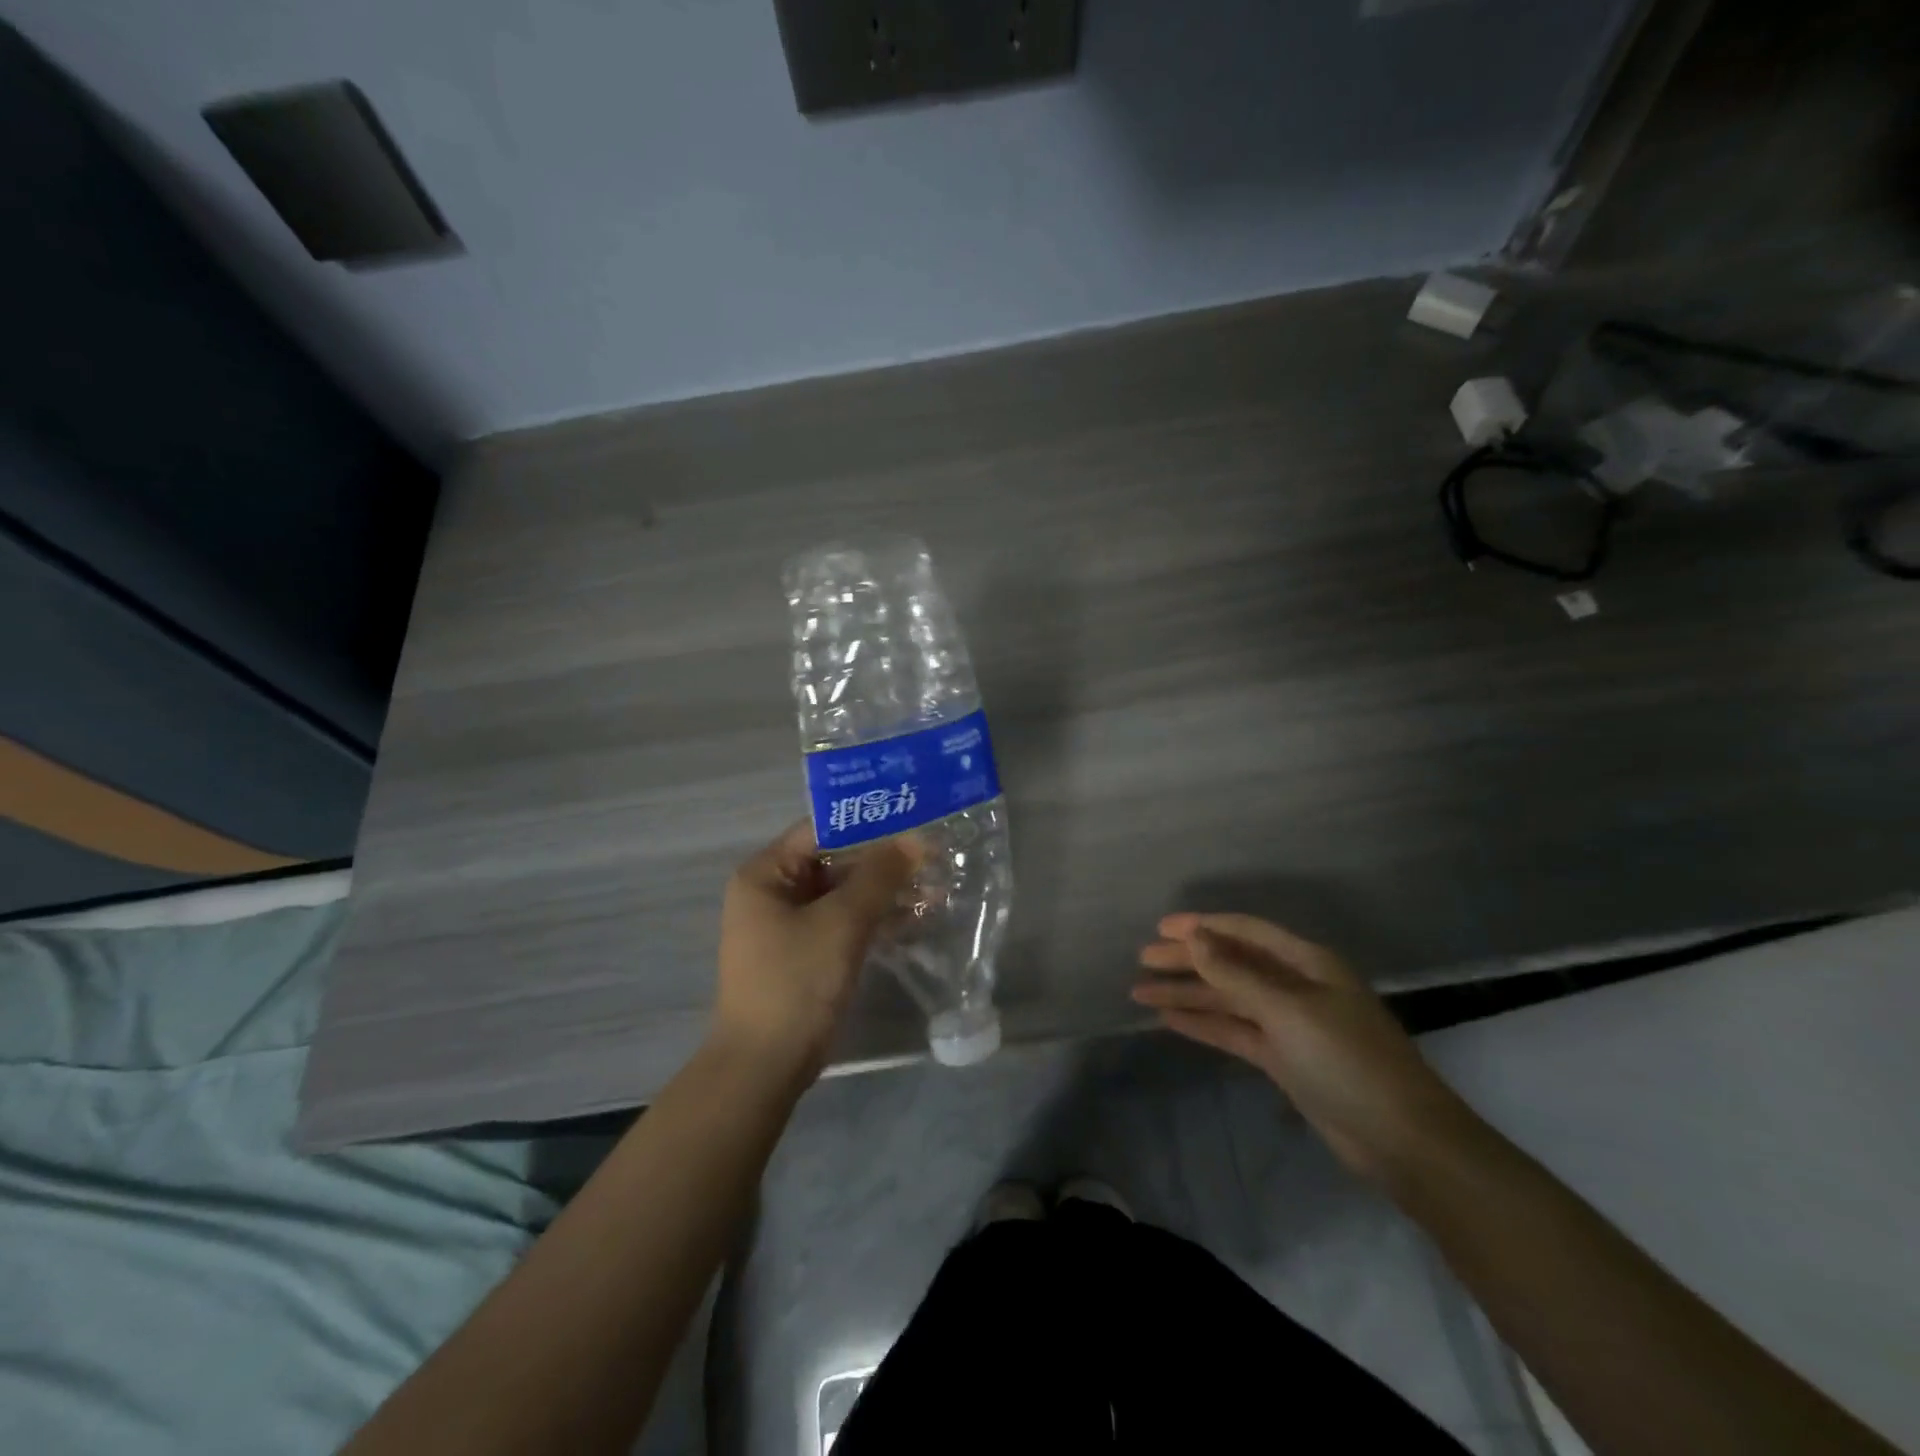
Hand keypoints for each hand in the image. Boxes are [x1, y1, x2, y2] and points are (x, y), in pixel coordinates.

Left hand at [713, 822, 917, 1078]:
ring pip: (843, 894)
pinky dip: (875, 919)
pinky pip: (843, 922)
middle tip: (933, 858)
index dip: (869, 825)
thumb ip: (879, 875)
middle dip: (884, 862)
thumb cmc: (796, 981)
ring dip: (885, 891)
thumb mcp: (842, 922)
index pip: (821, 830)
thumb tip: (917, 839)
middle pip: (834, 861)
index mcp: (765, 873)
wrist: (765, 1066)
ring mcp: (788, 925)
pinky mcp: (805, 953)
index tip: (914, 821)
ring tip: (935, 888)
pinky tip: (916, 918)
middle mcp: (772, 892)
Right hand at [1134, 913, 1474, 1182]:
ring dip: (1188, 994)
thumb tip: (1195, 938)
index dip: (1202, 927)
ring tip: (1140, 991)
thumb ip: (1237, 975)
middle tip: (1142, 959)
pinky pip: (1234, 1030)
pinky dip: (1203, 1024)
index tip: (1160, 928)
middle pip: (1231, 964)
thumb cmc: (1348, 1061)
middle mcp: (1295, 986)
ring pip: (1227, 999)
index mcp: (1306, 963)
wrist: (1402, 1140)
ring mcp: (1289, 1024)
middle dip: (1187, 960)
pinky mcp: (1283, 1058)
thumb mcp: (1289, 1011)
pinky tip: (1169, 1020)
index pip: (1245, 933)